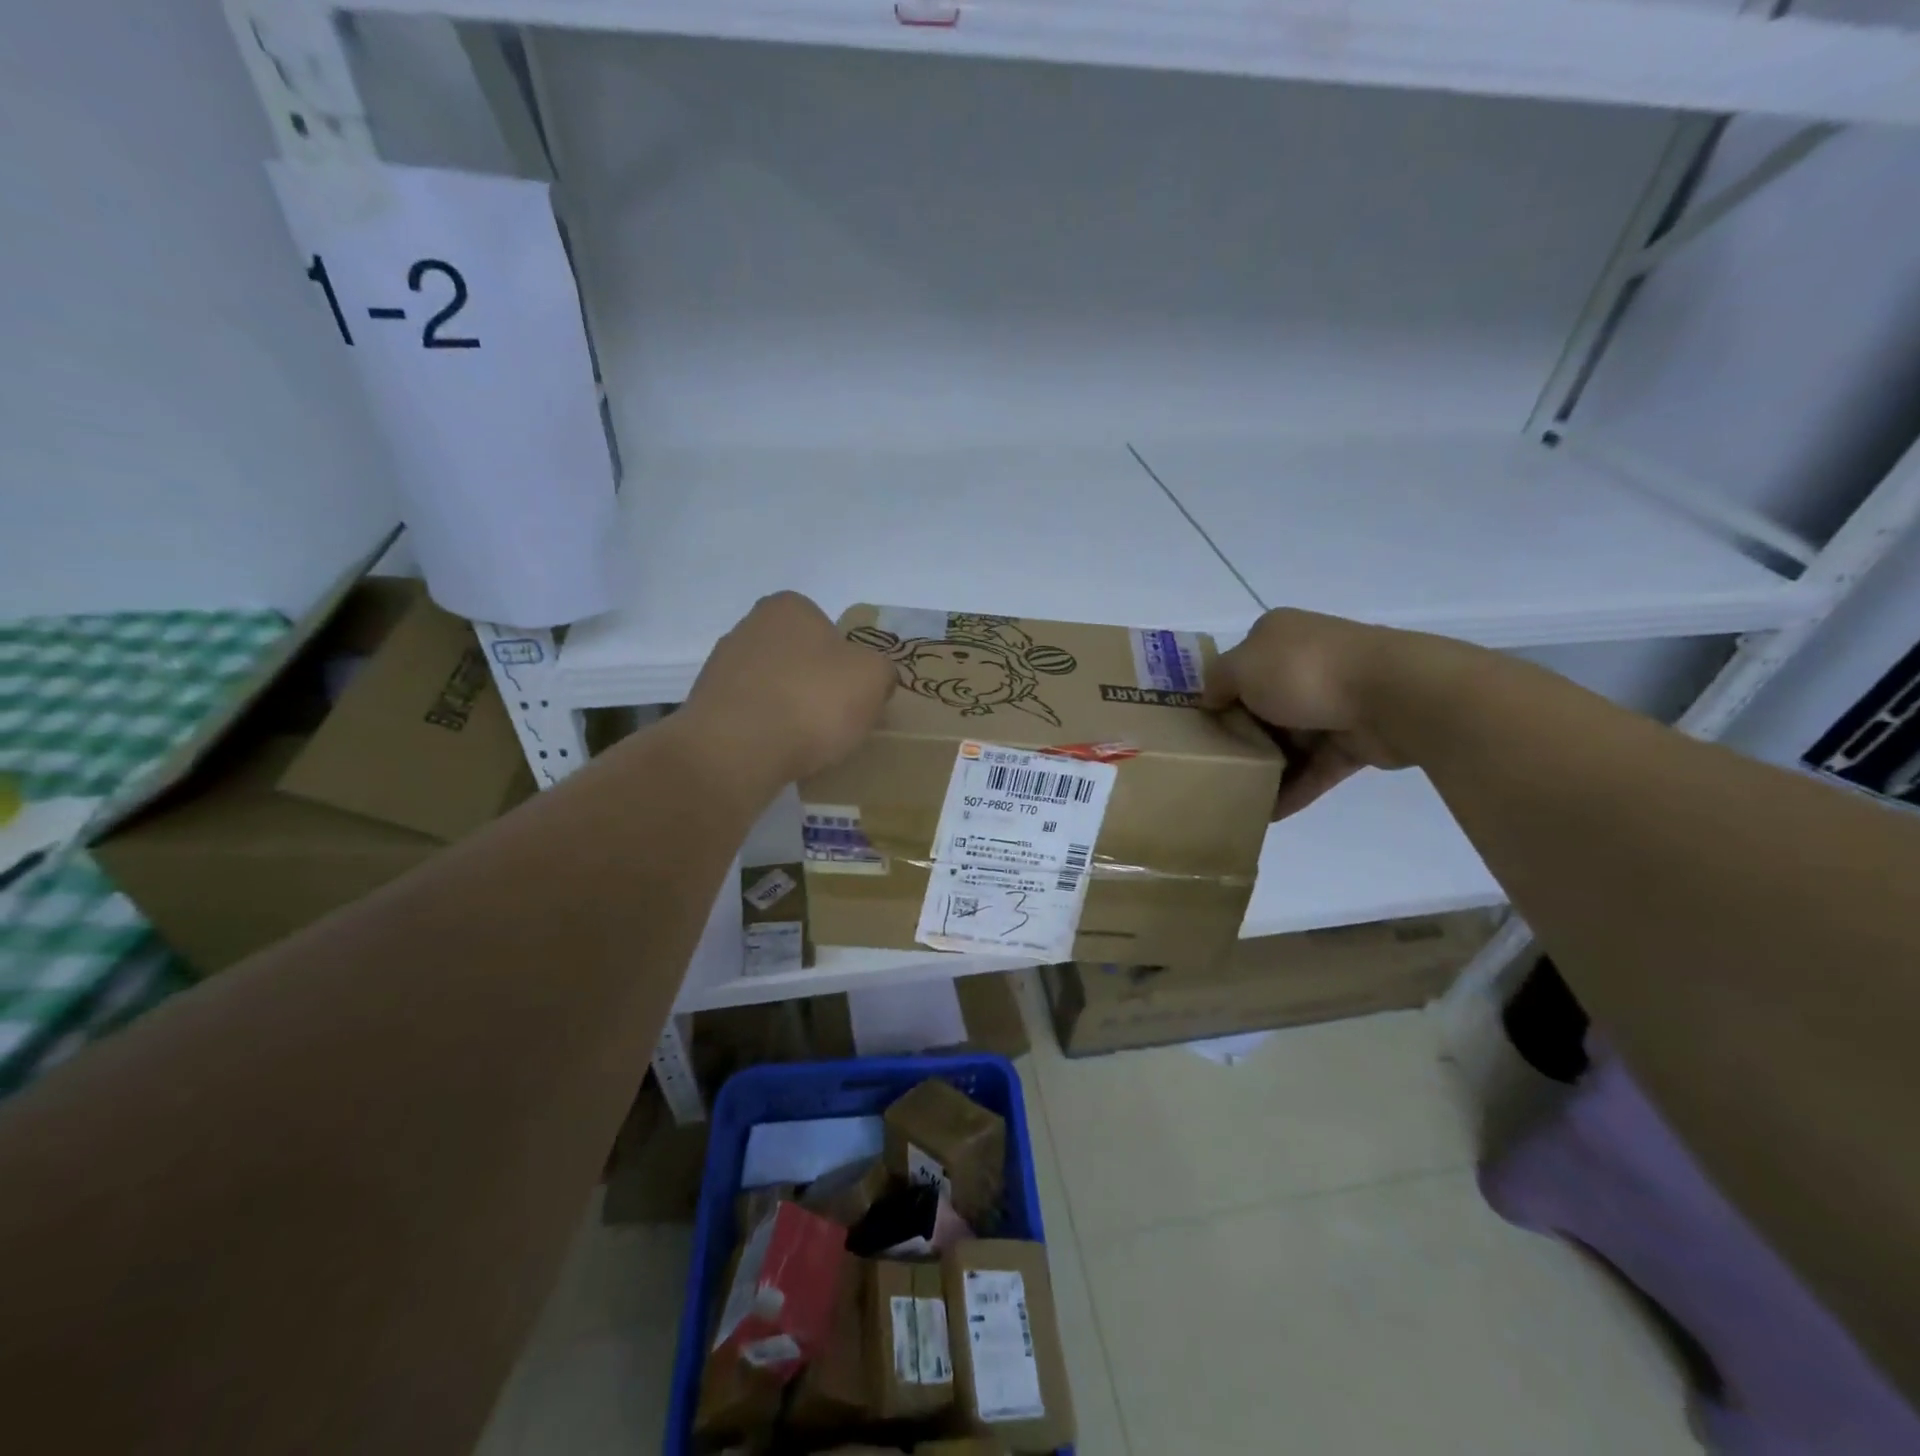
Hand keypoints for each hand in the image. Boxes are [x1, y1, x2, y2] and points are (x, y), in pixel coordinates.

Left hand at [684, 592, 896, 784]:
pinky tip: (779, 752)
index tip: (855, 693)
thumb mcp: (873, 678)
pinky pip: (752, 716)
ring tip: (808, 743)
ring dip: (791, 708)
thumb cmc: (811, 701)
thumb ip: (882, 670)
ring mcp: (722, 667)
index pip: (828, 628)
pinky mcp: (708, 707)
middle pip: (799, 657)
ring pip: (774, 687)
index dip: (848, 662)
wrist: (737, 750)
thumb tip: (876, 678)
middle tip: (837, 719)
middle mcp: (749, 627)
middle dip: (817, 684)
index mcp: (789, 607)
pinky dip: (767, 731)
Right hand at [1204, 608, 1409, 819]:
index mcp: (1279, 636)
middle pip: (1263, 704)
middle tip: (1213, 765)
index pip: (1240, 664)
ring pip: (1291, 738)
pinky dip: (1295, 788)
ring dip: (1267, 766)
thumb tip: (1211, 700)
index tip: (1199, 726)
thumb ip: (1217, 682)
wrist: (1393, 695)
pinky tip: (1269, 814)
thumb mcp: (1241, 667)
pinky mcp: (1357, 738)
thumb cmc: (1305, 671)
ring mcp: (1335, 700)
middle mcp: (1308, 662)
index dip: (1219, 694)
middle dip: (1241, 735)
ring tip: (1236, 795)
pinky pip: (1317, 767)